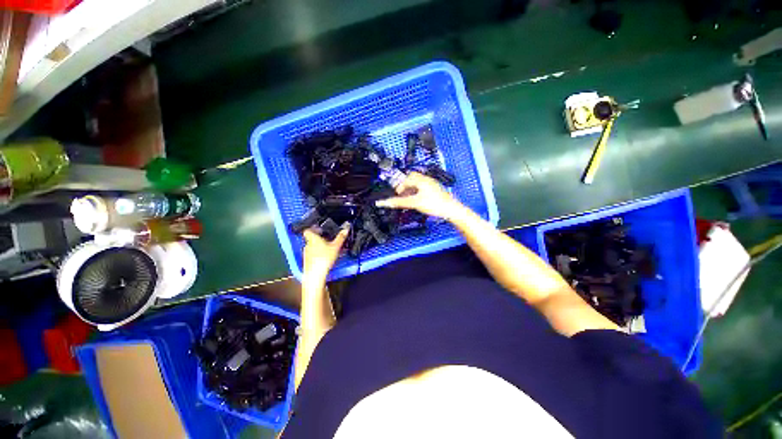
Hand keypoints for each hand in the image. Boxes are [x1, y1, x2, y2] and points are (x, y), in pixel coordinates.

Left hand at [303, 224, 349, 279]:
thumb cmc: (324, 258)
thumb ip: (341, 237)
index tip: (321, 229)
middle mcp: (307, 244)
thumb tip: (346, 229)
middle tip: (328, 238)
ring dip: (319, 246)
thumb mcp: (336, 246)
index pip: (308, 230)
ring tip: (328, 248)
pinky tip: (325, 257)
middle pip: (312, 238)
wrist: (315, 274)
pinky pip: (312, 254)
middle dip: (320, 238)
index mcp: (312, 238)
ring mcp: (306, 253)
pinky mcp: (307, 261)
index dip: (313, 228)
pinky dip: (318, 253)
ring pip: (312, 246)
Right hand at [376, 172, 461, 218]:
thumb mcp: (415, 203)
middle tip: (402, 195)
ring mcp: (432, 185)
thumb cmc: (434, 204)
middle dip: (405, 186)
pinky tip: (418, 200)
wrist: (451, 210)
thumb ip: (400, 202)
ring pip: (418, 184)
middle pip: (412, 179)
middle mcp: (427, 180)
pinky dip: (418, 192)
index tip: (397, 195)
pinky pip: (423, 188)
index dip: (400, 187)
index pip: (407, 179)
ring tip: (409, 199)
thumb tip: (385, 202)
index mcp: (422, 180)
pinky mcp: (436, 190)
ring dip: (411, 189)